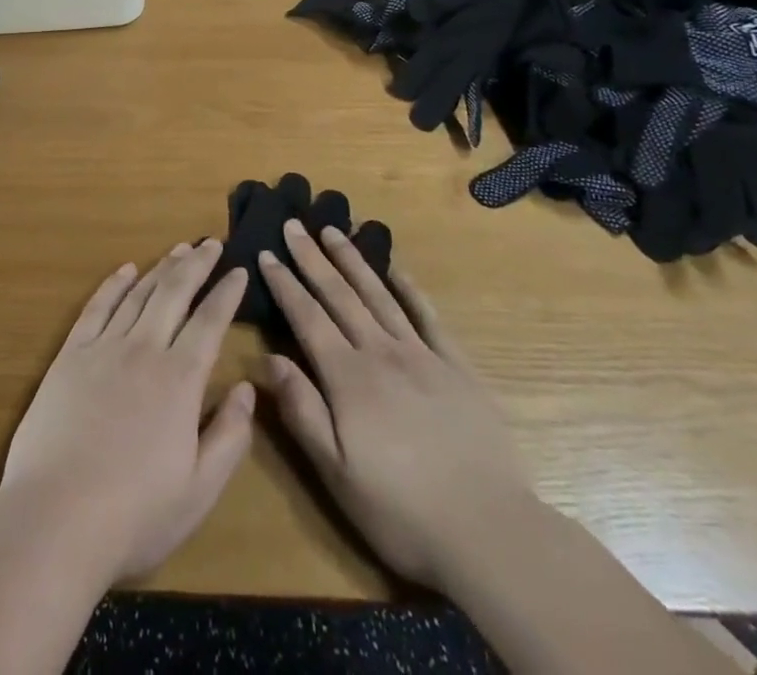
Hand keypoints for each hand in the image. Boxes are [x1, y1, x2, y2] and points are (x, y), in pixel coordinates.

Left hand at [0, 242, 253, 584]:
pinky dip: (114, 284)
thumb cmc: (135, 514)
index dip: (227, 293)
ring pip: (138, 293)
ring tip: (179, 249)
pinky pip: (96, 307)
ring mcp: (103, 348)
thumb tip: (247, 388)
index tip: (239, 271)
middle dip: (197, 264)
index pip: (210, 322)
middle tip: (211, 243)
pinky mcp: (70, 355)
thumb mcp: (200, 490)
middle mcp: (144, 350)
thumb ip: (230, 436)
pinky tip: (125, 270)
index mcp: (180, 380)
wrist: (55, 518)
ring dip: (161, 267)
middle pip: (174, 293)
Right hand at [259, 220, 532, 586]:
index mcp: (348, 377)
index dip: (284, 284)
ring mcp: (422, 356)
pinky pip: (427, 316)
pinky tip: (396, 269)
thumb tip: (269, 357)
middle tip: (294, 224)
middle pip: (339, 295)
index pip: (307, 317)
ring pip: (378, 295)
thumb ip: (301, 410)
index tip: (266, 253)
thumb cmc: (401, 511)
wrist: (490, 531)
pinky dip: (409, 288)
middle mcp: (380, 352)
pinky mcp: (457, 367)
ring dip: (353, 260)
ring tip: (333, 231)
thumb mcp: (336, 473)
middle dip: (312, 258)